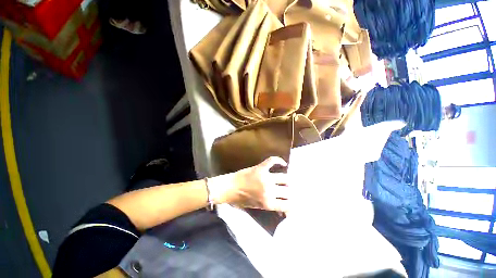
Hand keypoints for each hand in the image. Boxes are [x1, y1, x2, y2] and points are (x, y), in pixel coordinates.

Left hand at [209, 157, 289, 211]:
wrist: (229, 188)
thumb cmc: (240, 199)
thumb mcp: (256, 207)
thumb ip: (270, 206)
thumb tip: (281, 208)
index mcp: (268, 203)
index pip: (287, 205)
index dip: (292, 204)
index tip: (293, 202)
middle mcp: (269, 190)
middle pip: (288, 191)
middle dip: (290, 192)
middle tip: (290, 190)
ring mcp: (265, 177)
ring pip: (284, 178)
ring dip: (287, 180)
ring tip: (286, 180)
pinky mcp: (261, 168)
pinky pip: (272, 161)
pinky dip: (279, 161)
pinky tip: (283, 164)